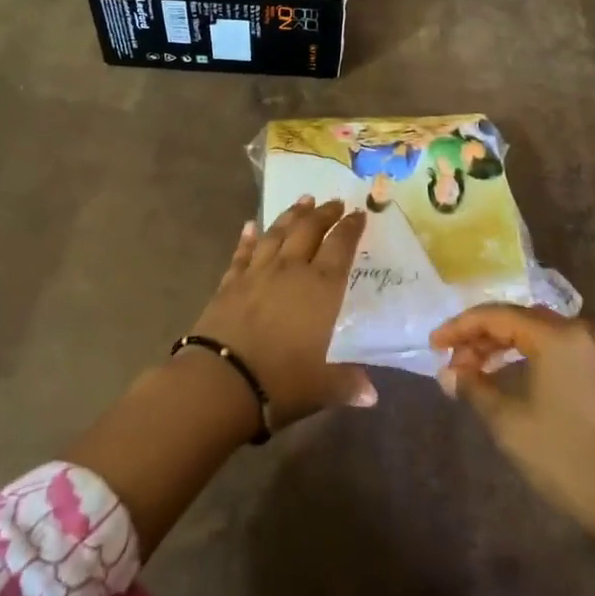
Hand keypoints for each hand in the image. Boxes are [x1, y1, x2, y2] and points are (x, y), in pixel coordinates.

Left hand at [191, 197, 374, 429]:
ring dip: (291, 215)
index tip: (359, 214)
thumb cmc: (282, 381)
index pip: (341, 247)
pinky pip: (242, 252)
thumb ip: (349, 383)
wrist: (222, 381)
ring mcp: (257, 272)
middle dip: (324, 214)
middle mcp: (291, 269)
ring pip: (277, 233)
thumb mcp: (323, 386)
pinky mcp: (230, 282)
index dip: (351, 228)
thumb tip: (372, 395)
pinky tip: (250, 225)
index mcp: (321, 287)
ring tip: (303, 200)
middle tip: (334, 202)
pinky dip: (248, 237)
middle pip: (309, 230)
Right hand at [431, 305, 594, 548]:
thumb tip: (446, 372)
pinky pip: (553, 346)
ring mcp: (594, 348)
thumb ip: (473, 386)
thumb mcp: (507, 420)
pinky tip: (504, 373)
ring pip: (534, 331)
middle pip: (516, 318)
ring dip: (500, 344)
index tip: (433, 344)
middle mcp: (578, 330)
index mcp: (556, 335)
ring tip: (472, 369)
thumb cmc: (562, 456)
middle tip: (451, 361)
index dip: (460, 327)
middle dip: (479, 336)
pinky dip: (524, 353)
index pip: (496, 315)